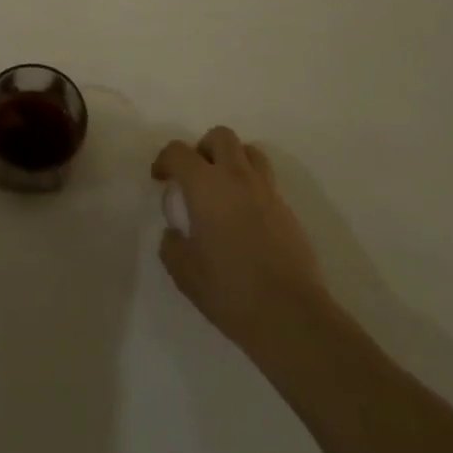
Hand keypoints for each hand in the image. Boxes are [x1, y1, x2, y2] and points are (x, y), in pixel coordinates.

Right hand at [153, 126, 332, 362]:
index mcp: (206, 184)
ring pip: (250, 153)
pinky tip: (245, 220)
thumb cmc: (229, 289)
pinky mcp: (288, 211)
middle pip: (220, 136)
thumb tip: (176, 232)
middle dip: (203, 148)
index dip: (165, 160)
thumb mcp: (183, 271)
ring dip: (232, 161)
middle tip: (196, 176)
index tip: (161, 179)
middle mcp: (237, 177)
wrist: (290, 315)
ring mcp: (267, 192)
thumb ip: (172, 244)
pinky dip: (251, 188)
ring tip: (223, 190)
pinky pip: (266, 183)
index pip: (179, 151)